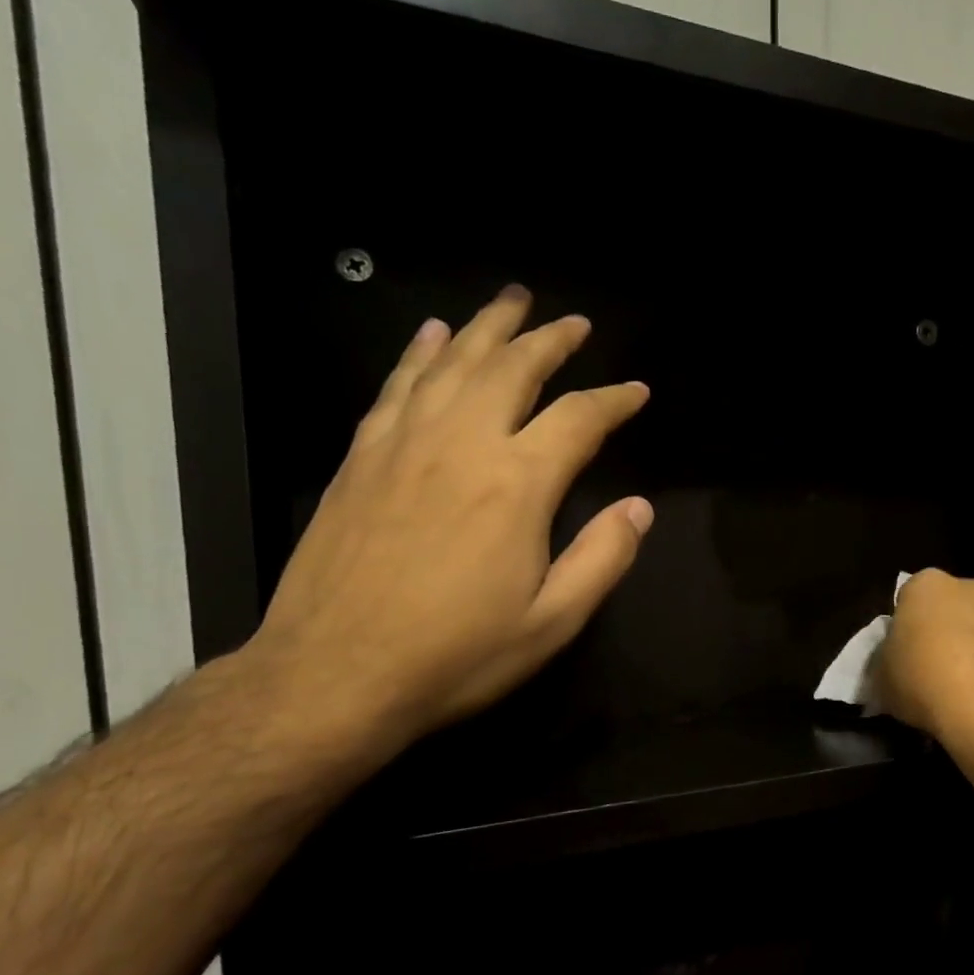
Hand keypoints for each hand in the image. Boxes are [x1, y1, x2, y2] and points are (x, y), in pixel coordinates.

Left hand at [243, 286, 651, 751]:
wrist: (333, 674)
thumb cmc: (456, 656)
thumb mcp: (552, 623)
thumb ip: (603, 558)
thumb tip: (639, 508)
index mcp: (517, 484)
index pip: (578, 419)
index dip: (614, 400)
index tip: (636, 390)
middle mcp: (462, 444)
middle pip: (512, 368)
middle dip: (549, 340)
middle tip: (573, 323)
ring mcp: (403, 445)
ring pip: (452, 363)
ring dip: (487, 327)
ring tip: (511, 300)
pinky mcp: (361, 458)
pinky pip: (397, 386)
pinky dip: (420, 353)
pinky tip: (432, 335)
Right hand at [875, 569, 973, 746]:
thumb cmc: (922, 680)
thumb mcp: (881, 677)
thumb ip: (884, 661)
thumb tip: (890, 664)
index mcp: (927, 585)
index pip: (910, 597)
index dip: (907, 625)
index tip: (905, 653)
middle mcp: (972, 587)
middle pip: (952, 606)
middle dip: (946, 629)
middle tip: (934, 667)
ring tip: (967, 687)